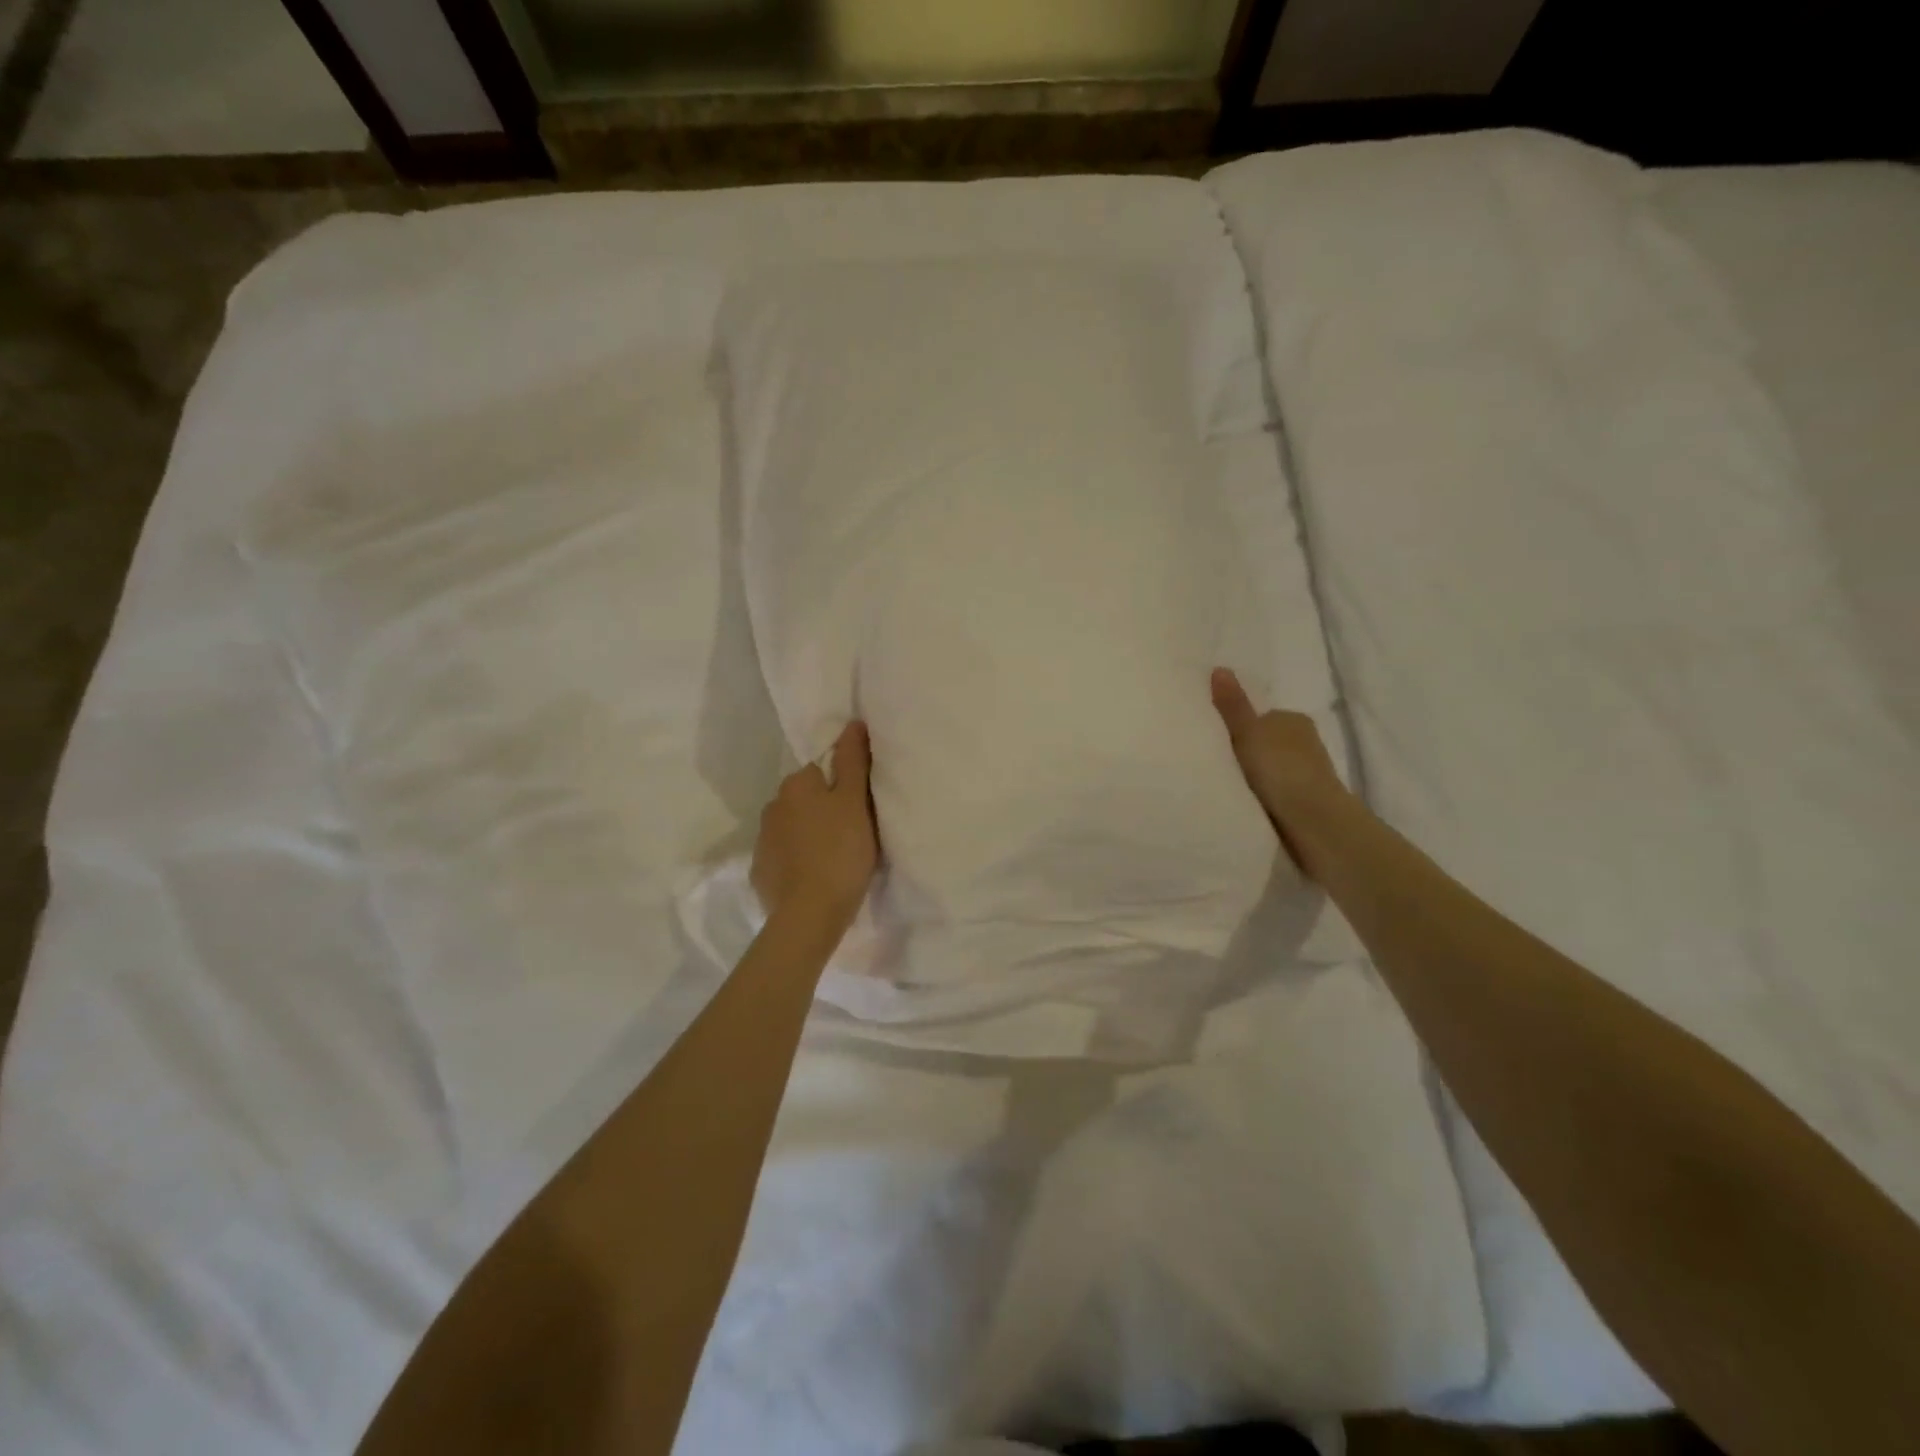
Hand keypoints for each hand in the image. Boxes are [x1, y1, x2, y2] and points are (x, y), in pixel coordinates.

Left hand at [751, 721, 879, 928]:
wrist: (809, 914)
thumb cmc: (840, 851)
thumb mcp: (856, 802)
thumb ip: (853, 761)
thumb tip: (852, 722)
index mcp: (795, 785)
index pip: (819, 771)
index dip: (842, 788)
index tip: (859, 808)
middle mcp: (772, 806)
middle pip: (803, 800)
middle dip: (822, 810)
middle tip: (851, 834)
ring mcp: (762, 841)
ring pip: (792, 828)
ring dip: (808, 835)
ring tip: (834, 858)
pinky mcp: (760, 872)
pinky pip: (783, 857)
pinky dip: (796, 862)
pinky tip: (814, 877)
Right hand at [1211, 667, 1348, 875]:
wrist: (1314, 822)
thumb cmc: (1280, 769)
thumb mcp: (1247, 733)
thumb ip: (1233, 706)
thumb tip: (1219, 668)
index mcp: (1294, 719)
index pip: (1260, 717)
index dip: (1238, 728)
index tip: (1216, 742)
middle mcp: (1305, 742)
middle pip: (1266, 743)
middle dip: (1247, 753)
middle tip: (1216, 765)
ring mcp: (1308, 773)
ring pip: (1272, 768)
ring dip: (1255, 777)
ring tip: (1227, 787)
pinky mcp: (1305, 800)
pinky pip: (1275, 791)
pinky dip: (1263, 796)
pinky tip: (1246, 804)